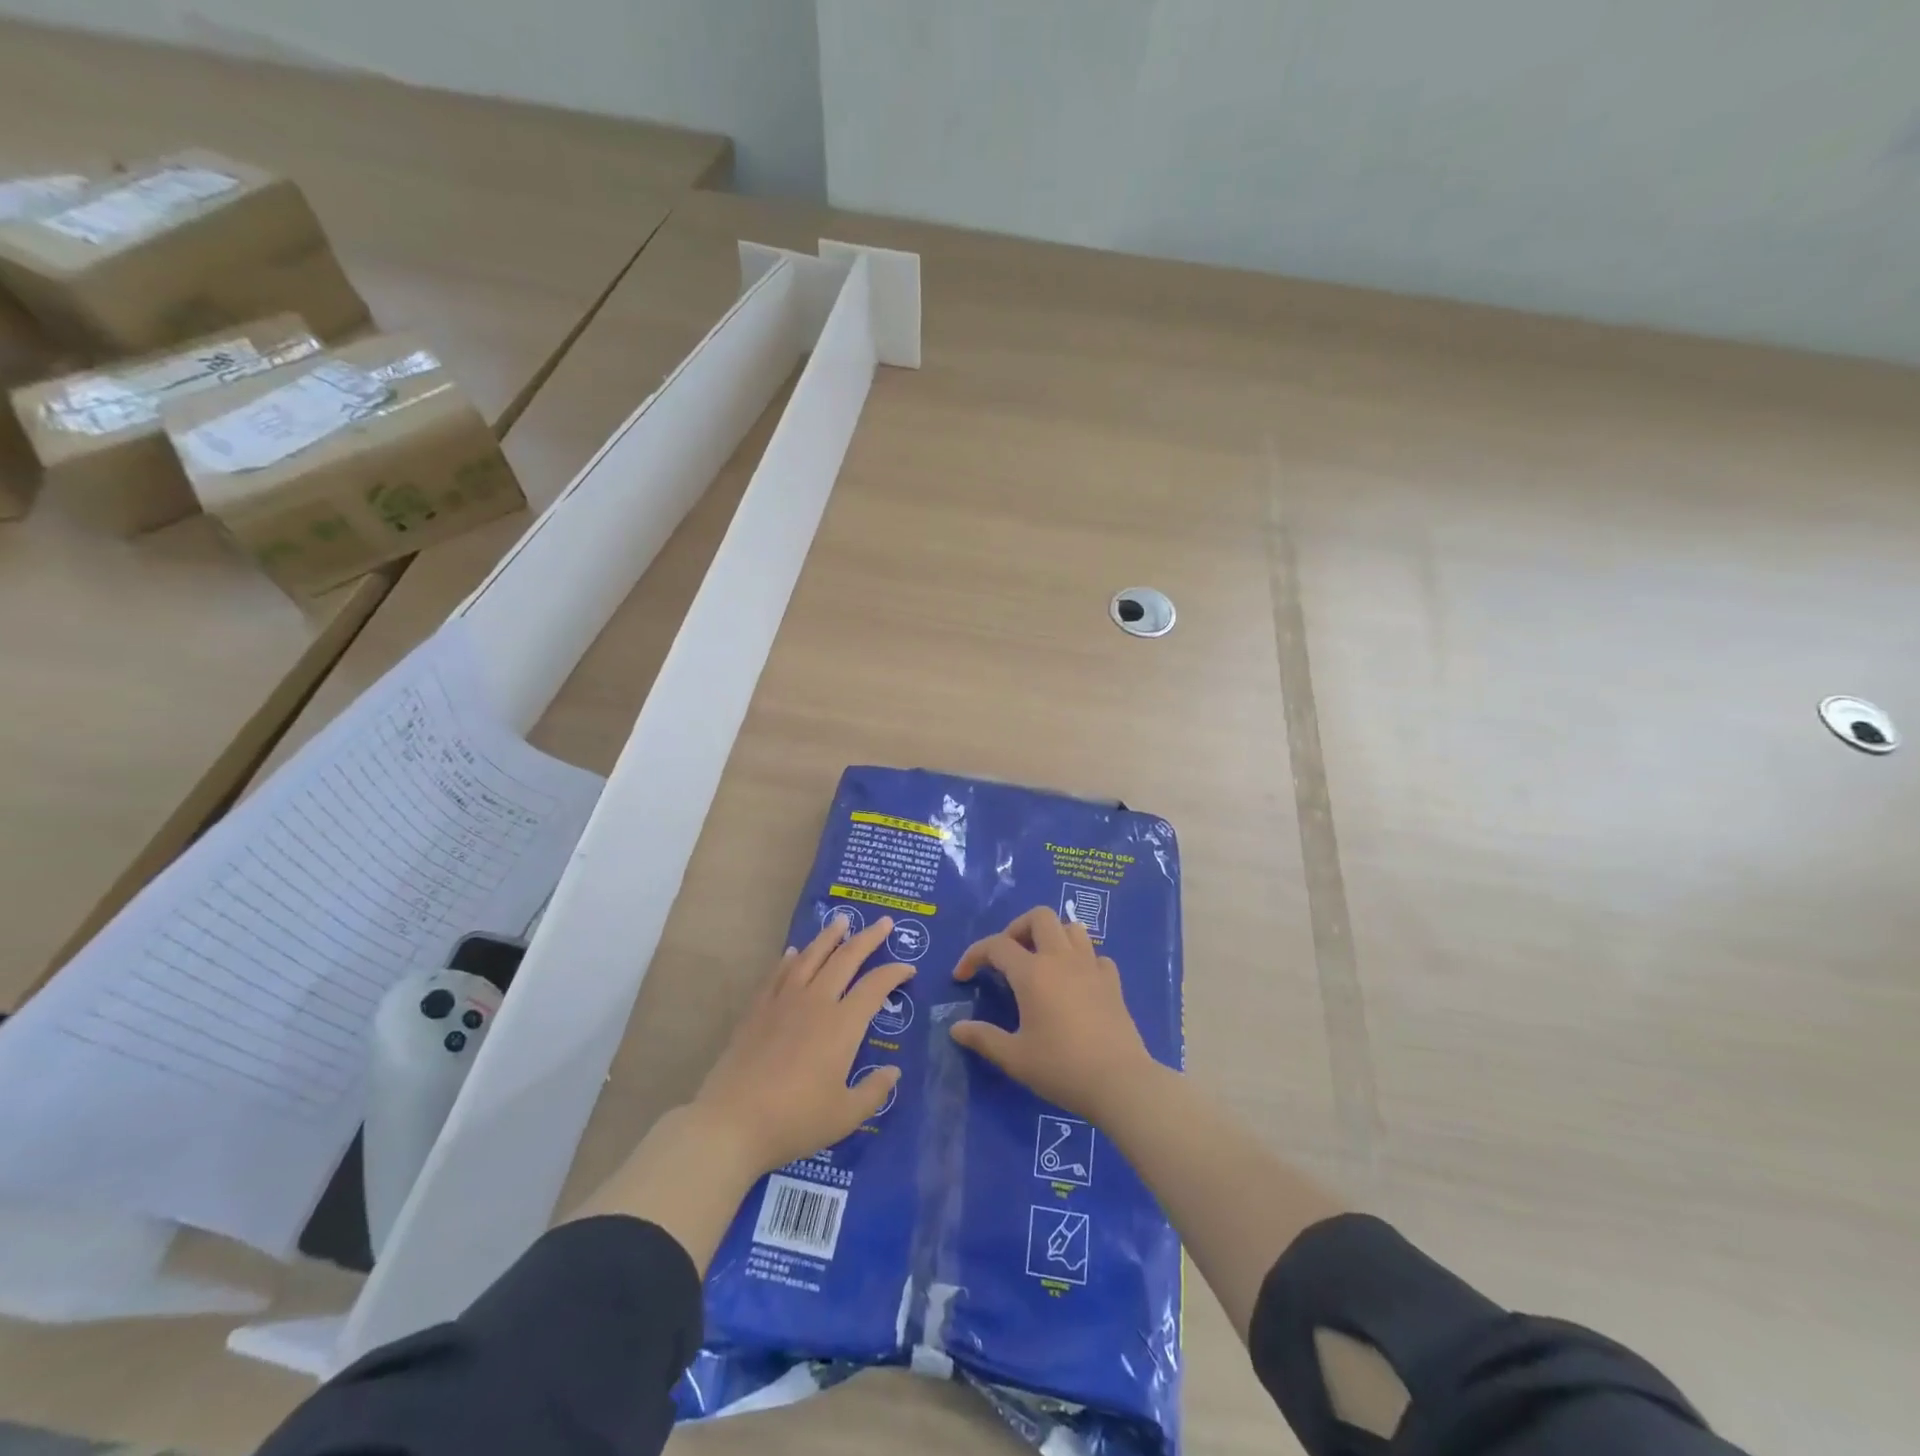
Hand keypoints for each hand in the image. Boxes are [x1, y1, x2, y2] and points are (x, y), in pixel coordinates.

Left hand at [691, 914, 913, 1175]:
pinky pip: (778, 974)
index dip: (894, 973)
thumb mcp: (845, 1116)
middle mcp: (816, 1002)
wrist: (731, 1123)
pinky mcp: (757, 1010)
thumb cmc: (794, 1120)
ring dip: (829, 936)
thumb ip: (874, 1092)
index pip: (875, 986)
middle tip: (883, 922)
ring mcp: (783, 1002)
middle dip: (867, 938)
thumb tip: (893, 1072)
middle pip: (845, 958)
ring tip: (841, 920)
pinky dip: (791, 958)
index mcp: (842, 1025)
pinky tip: (794, 952)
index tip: (907, 968)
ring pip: (811, 957)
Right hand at [950, 906, 1156, 1120]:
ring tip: (1040, 962)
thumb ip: (983, 1038)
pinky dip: (1081, 960)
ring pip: (1071, 928)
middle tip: (1007, 957)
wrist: (1119, 1082)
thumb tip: (956, 1027)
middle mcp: (1061, 959)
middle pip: (1039, 917)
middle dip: (1017, 928)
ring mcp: (1091, 967)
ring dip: (1052, 937)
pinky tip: (1075, 983)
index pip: (997, 945)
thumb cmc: (1061, 1067)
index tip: (962, 976)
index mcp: (1033, 972)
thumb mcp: (1014, 1058)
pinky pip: (1095, 955)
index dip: (974, 955)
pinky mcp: (1113, 982)